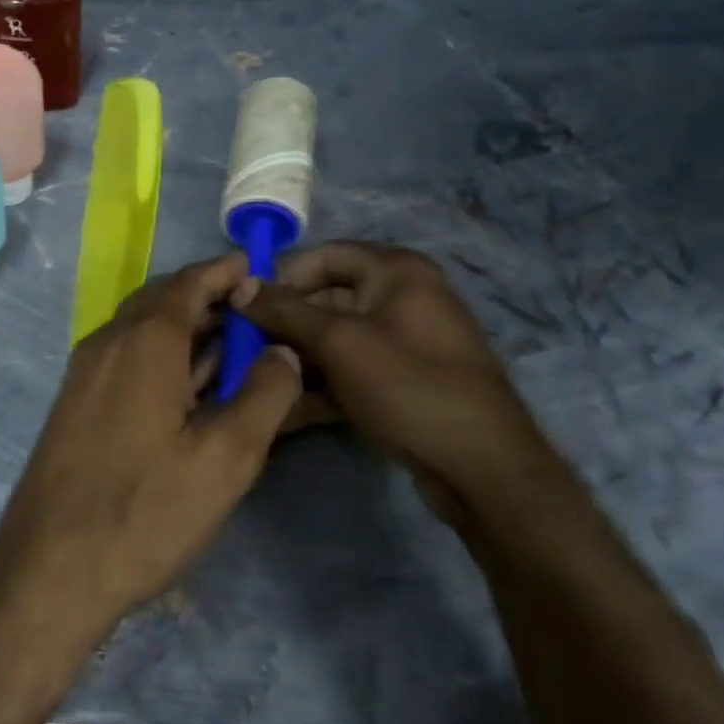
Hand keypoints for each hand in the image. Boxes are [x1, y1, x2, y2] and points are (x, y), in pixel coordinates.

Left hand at [0, 254, 305, 640]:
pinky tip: (188, 387)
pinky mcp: (76, 401)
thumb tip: (282, 350)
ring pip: (142, 328)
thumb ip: (265, 394)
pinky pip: (126, 356)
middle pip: (163, 299)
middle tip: (252, 311)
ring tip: (230, 345)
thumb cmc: (145, 510)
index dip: (226, 271)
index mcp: (144, 339)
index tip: (259, 269)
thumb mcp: (226, 458)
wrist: (50, 568)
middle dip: (208, 297)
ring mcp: (85, 371)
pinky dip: (162, 354)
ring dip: (186, 328)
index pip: (190, 282)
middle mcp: (108, 341)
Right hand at [234, 242, 558, 522]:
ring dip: (298, 359)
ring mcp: (405, 341)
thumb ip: (285, 311)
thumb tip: (240, 285)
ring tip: (260, 383)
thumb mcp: (338, 343)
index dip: (283, 277)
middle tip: (246, 352)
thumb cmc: (407, 386)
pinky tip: (288, 408)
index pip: (324, 255)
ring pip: (336, 339)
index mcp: (395, 271)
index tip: (247, 308)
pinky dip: (322, 384)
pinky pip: (352, 369)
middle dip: (285, 326)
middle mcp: (403, 296)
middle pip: (326, 298)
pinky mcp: (404, 380)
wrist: (483, 468)